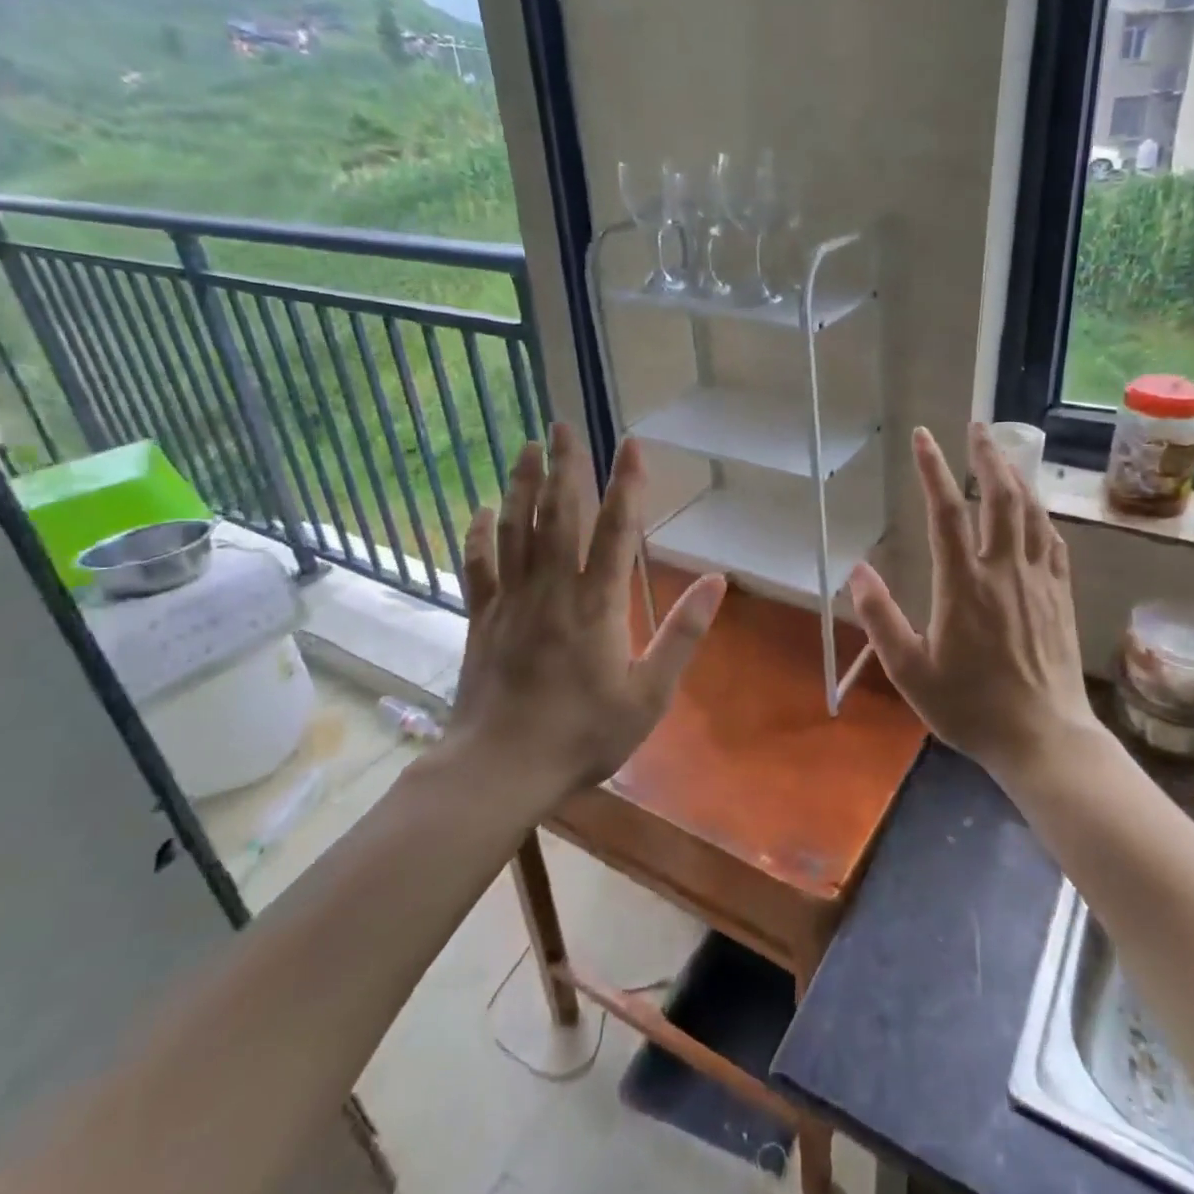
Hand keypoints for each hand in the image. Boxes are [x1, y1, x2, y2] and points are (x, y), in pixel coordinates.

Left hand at [447, 422, 725, 801]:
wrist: (500, 769)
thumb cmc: (583, 734)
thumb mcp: (650, 694)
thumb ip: (683, 634)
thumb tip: (715, 581)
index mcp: (597, 604)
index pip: (616, 530)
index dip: (626, 484)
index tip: (631, 443)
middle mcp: (552, 589)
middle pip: (558, 514)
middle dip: (564, 466)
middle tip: (562, 423)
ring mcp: (511, 600)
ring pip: (515, 529)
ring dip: (521, 484)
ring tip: (526, 447)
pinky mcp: (482, 618)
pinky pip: (478, 565)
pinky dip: (478, 533)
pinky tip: (480, 509)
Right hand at [849, 424, 1095, 781]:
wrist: (1043, 738)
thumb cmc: (971, 707)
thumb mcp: (910, 672)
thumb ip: (880, 619)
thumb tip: (855, 571)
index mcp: (963, 584)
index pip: (946, 512)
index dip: (932, 469)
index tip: (922, 437)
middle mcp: (1004, 570)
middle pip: (999, 497)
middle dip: (986, 456)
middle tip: (976, 426)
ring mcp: (1038, 580)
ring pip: (1030, 512)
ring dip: (1016, 475)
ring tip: (1004, 452)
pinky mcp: (1060, 595)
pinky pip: (1052, 540)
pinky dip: (1040, 514)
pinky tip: (1034, 509)